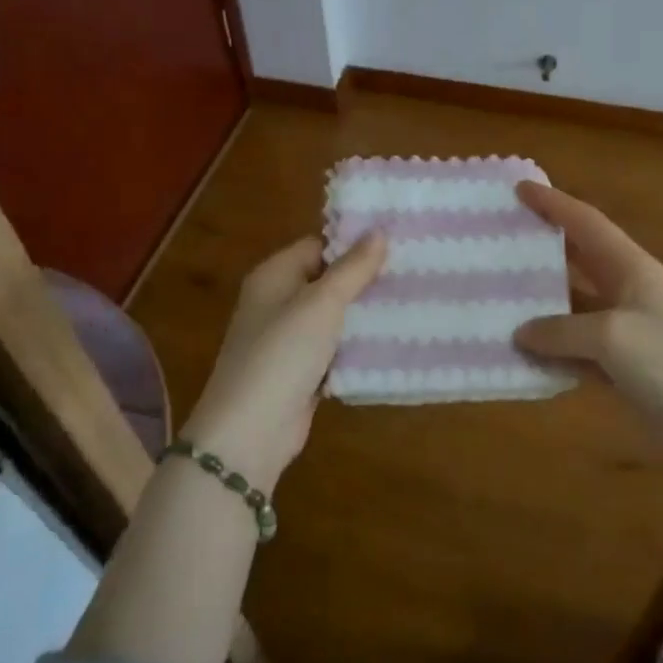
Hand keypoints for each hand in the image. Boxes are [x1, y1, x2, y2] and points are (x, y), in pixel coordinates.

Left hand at [180, 233, 386, 490]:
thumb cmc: (283, 353)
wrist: (251, 431)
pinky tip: (392, 339)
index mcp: (274, 275)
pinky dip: (356, 344)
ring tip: (411, 300)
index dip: (354, 243)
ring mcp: (287, 338)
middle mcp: (277, 301)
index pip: (318, 245)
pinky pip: (334, 347)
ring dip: (364, 312)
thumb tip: (379, 232)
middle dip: (365, 278)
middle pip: (327, 279)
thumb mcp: (322, 303)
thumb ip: (352, 268)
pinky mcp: (300, 370)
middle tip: (410, 270)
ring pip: (334, 315)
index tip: (396, 242)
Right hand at [513, 181, 662, 443]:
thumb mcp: (610, 335)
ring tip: (499, 297)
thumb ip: (561, 330)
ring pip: (574, 307)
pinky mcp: (622, 366)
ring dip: (542, 305)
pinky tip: (523, 354)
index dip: (554, 203)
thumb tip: (523, 333)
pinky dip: (553, 351)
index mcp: (630, 267)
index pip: (586, 223)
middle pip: (579, 260)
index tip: (520, 188)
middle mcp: (626, 291)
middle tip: (503, 239)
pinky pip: (577, 350)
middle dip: (544, 248)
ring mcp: (624, 330)